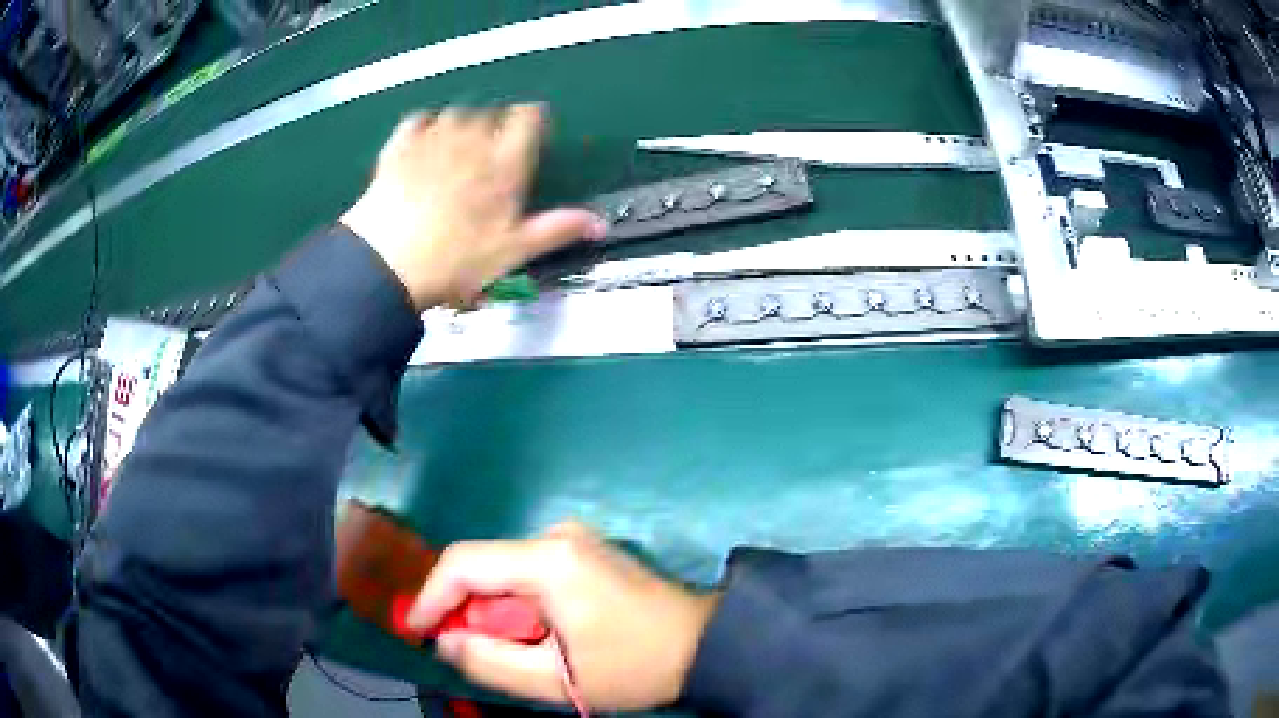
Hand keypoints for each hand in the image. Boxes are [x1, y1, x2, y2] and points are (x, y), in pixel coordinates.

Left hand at [341, 104, 606, 309]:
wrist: (388, 266)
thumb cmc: (455, 261)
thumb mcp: (513, 252)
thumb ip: (557, 230)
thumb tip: (599, 224)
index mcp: (504, 164)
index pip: (528, 121)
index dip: (534, 119)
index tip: (534, 127)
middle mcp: (471, 142)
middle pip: (491, 114)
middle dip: (496, 125)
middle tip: (494, 148)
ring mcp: (431, 142)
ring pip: (455, 113)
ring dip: (463, 122)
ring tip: (462, 141)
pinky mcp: (399, 150)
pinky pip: (415, 121)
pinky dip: (423, 123)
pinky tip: (424, 134)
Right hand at [406, 522, 719, 711]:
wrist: (703, 645)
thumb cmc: (634, 665)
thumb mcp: (558, 680)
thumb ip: (490, 662)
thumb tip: (445, 642)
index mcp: (550, 559)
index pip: (463, 563)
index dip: (430, 596)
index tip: (415, 629)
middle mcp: (557, 535)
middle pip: (484, 567)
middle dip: (466, 611)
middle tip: (466, 652)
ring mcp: (573, 539)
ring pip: (504, 573)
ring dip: (494, 612)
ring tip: (514, 650)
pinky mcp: (582, 550)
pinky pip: (528, 573)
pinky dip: (517, 604)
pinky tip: (536, 634)